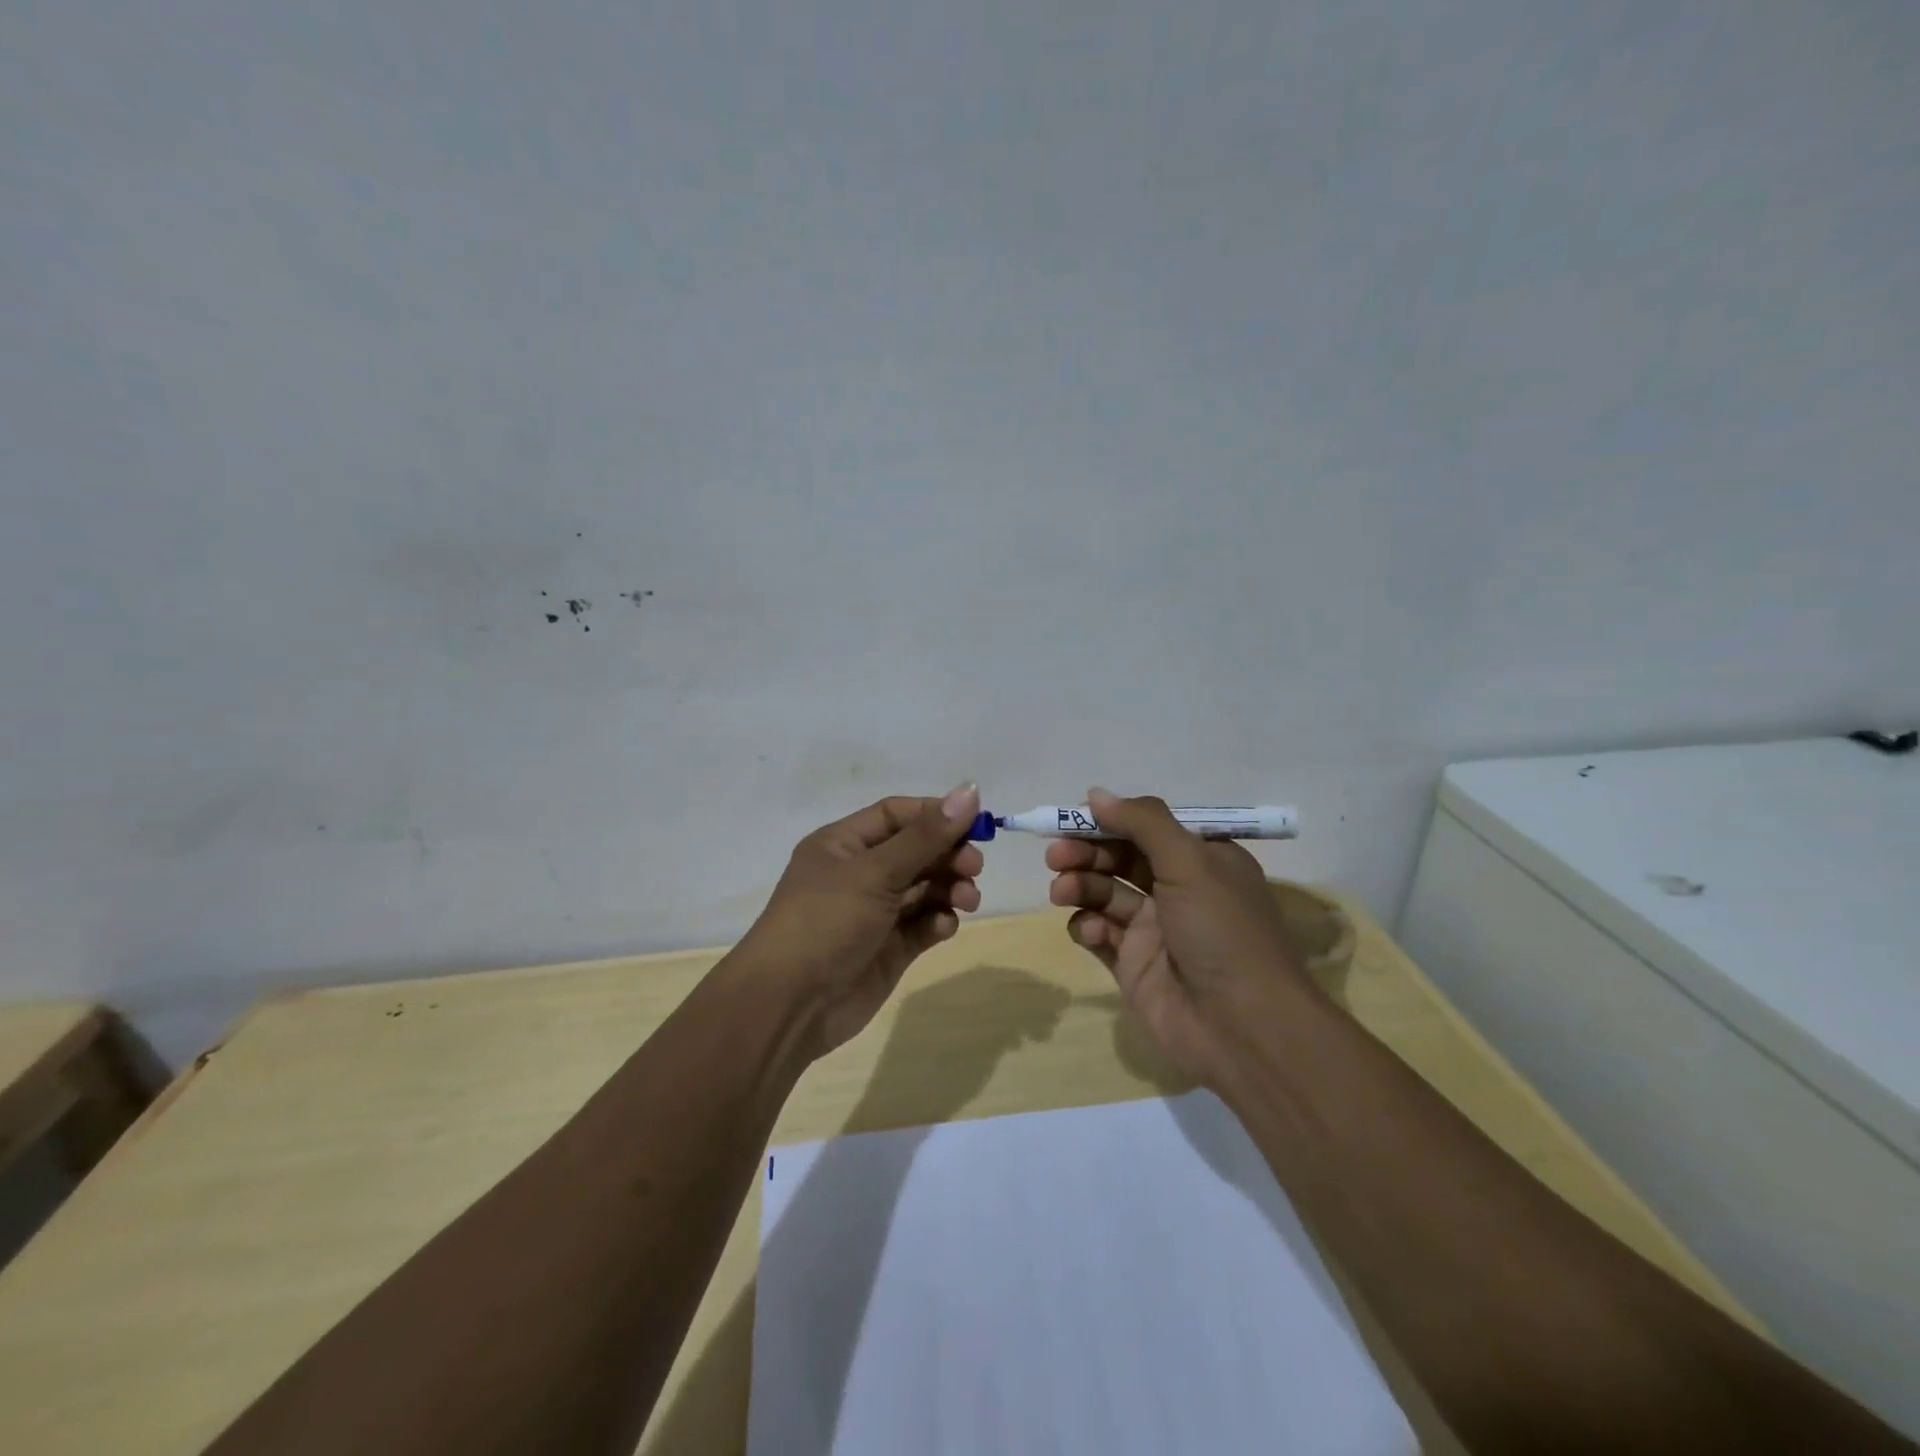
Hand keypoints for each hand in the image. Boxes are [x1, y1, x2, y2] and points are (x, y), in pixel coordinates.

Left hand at [733, 784, 983, 1057]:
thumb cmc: (827, 921)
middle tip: (974, 868)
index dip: (936, 815)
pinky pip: (922, 925)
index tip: (976, 824)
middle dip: (948, 856)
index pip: (897, 815)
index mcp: (843, 844)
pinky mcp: (888, 949)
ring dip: (949, 889)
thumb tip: (970, 790)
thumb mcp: (875, 872)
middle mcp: (859, 874)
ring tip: (966, 900)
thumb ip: (926, 836)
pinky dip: (938, 922)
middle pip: (916, 851)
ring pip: (924, 889)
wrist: (790, 1005)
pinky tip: (942, 927)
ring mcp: (874, 913)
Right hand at [1046, 788, 1314, 1080]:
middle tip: (1056, 854)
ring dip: (1080, 885)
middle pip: (1120, 857)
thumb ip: (1142, 822)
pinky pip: (1100, 933)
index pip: (1148, 827)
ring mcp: (1154, 929)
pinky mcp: (1132, 964)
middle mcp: (1178, 890)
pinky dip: (1089, 926)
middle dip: (1086, 851)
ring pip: (1105, 893)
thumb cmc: (1222, 930)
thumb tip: (1096, 794)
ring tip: (1061, 891)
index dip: (1111, 819)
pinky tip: (1091, 930)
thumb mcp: (1190, 862)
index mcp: (1202, 860)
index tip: (1074, 816)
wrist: (1242, 1027)